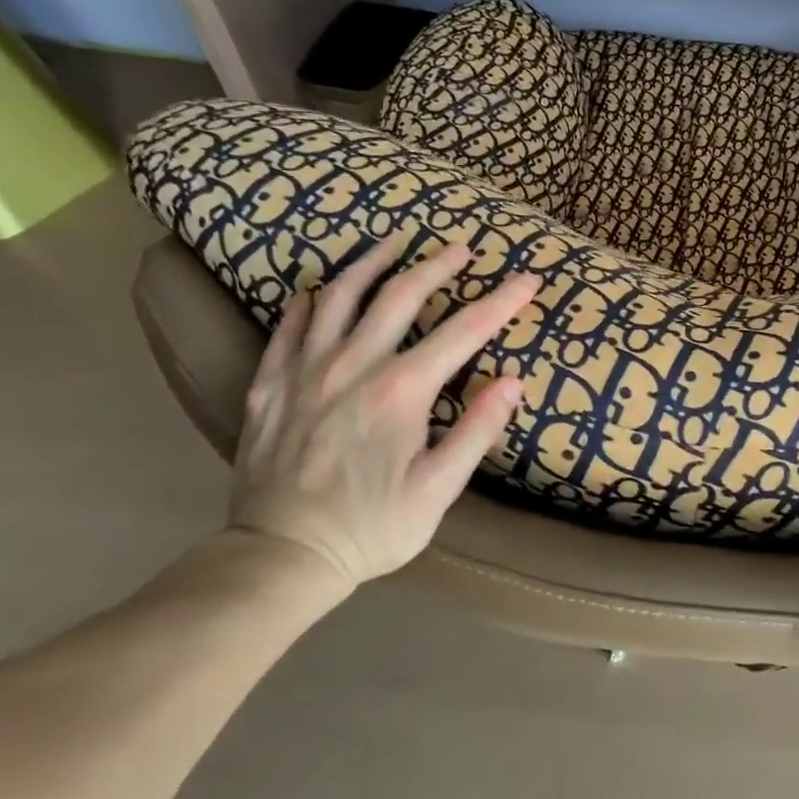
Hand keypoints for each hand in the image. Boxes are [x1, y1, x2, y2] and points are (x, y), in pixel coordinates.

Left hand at [228, 233, 538, 587]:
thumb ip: (476, 431)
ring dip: (370, 263)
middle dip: (436, 266)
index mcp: (400, 390)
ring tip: (392, 242)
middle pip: (399, 296)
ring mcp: (304, 372)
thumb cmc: (372, 528)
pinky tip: (314, 291)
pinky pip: (286, 330)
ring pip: (339, 298)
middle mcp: (352, 366)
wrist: (281, 557)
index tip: (527, 280)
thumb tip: (512, 382)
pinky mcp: (270, 387)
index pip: (463, 331)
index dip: (500, 302)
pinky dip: (305, 303)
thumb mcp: (439, 489)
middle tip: (460, 247)